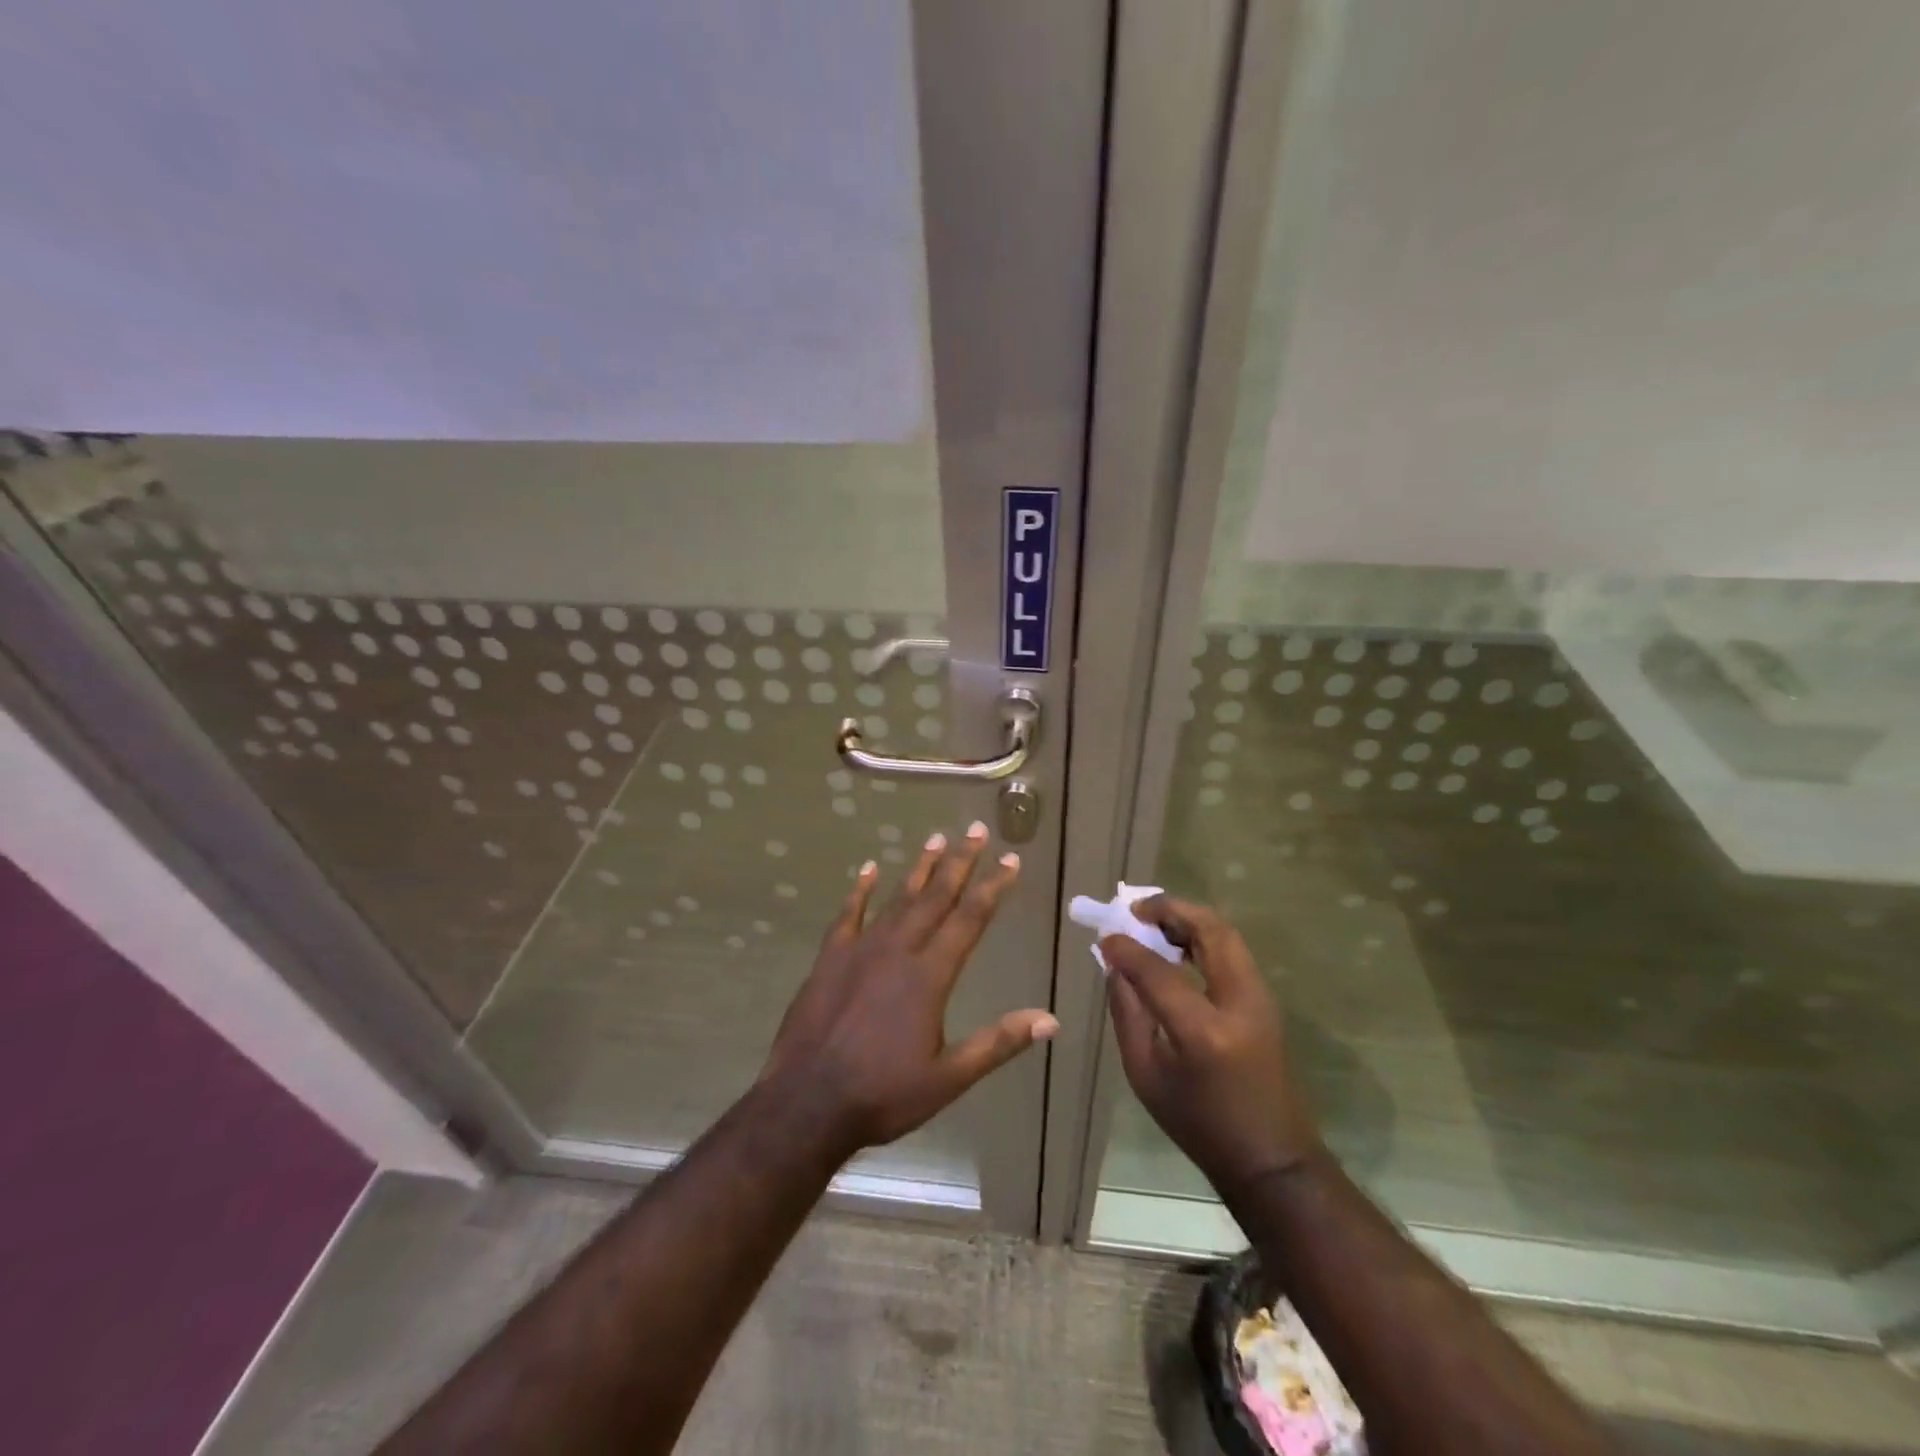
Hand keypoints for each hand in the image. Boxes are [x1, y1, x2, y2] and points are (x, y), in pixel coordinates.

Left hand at [761, 821, 1057, 1155]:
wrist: (807, 1102)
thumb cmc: (883, 1093)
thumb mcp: (949, 1077)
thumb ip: (998, 1043)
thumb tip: (1050, 1020)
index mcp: (930, 976)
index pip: (970, 919)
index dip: (992, 887)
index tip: (1010, 859)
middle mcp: (898, 950)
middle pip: (935, 896)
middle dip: (959, 862)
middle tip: (976, 830)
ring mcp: (860, 949)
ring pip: (897, 898)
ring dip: (919, 868)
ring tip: (936, 839)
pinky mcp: (830, 958)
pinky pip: (848, 914)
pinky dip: (859, 890)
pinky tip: (867, 869)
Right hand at [1102, 896, 1318, 1199]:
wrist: (1270, 1158)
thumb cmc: (1199, 1124)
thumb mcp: (1146, 1074)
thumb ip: (1127, 1013)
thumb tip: (1115, 966)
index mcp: (1204, 1031)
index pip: (1159, 969)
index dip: (1127, 948)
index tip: (1104, 937)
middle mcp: (1239, 1003)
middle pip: (1209, 930)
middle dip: (1170, 910)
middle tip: (1135, 910)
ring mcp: (1260, 998)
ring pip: (1226, 934)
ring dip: (1188, 919)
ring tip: (1153, 922)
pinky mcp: (1265, 1000)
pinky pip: (1232, 951)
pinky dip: (1203, 936)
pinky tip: (1177, 946)